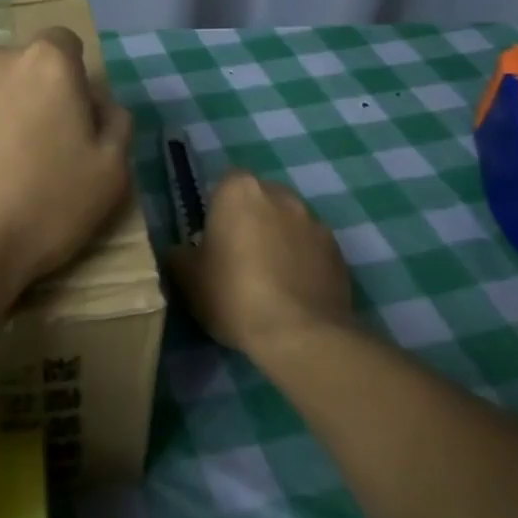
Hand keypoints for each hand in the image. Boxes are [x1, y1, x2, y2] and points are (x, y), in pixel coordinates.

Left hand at [0, 28, 134, 298]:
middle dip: (16, 95)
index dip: (65, 78)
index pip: (62, 44)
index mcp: (45, 64)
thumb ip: (114, 123)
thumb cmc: (40, 209)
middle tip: (15, 150)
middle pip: (10, 66)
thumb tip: (97, 101)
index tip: (61, 117)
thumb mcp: (110, 175)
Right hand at [165, 171, 353, 353]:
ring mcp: (315, 222)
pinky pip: (311, 248)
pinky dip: (302, 261)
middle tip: (237, 259)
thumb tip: (180, 251)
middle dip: (250, 221)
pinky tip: (292, 292)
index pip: (224, 184)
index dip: (216, 210)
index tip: (212, 239)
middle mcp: (281, 195)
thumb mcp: (187, 278)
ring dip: (278, 240)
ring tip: (268, 280)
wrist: (299, 334)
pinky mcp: (338, 251)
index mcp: (239, 191)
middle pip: (259, 200)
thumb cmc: (233, 295)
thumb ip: (178, 254)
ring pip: (288, 223)